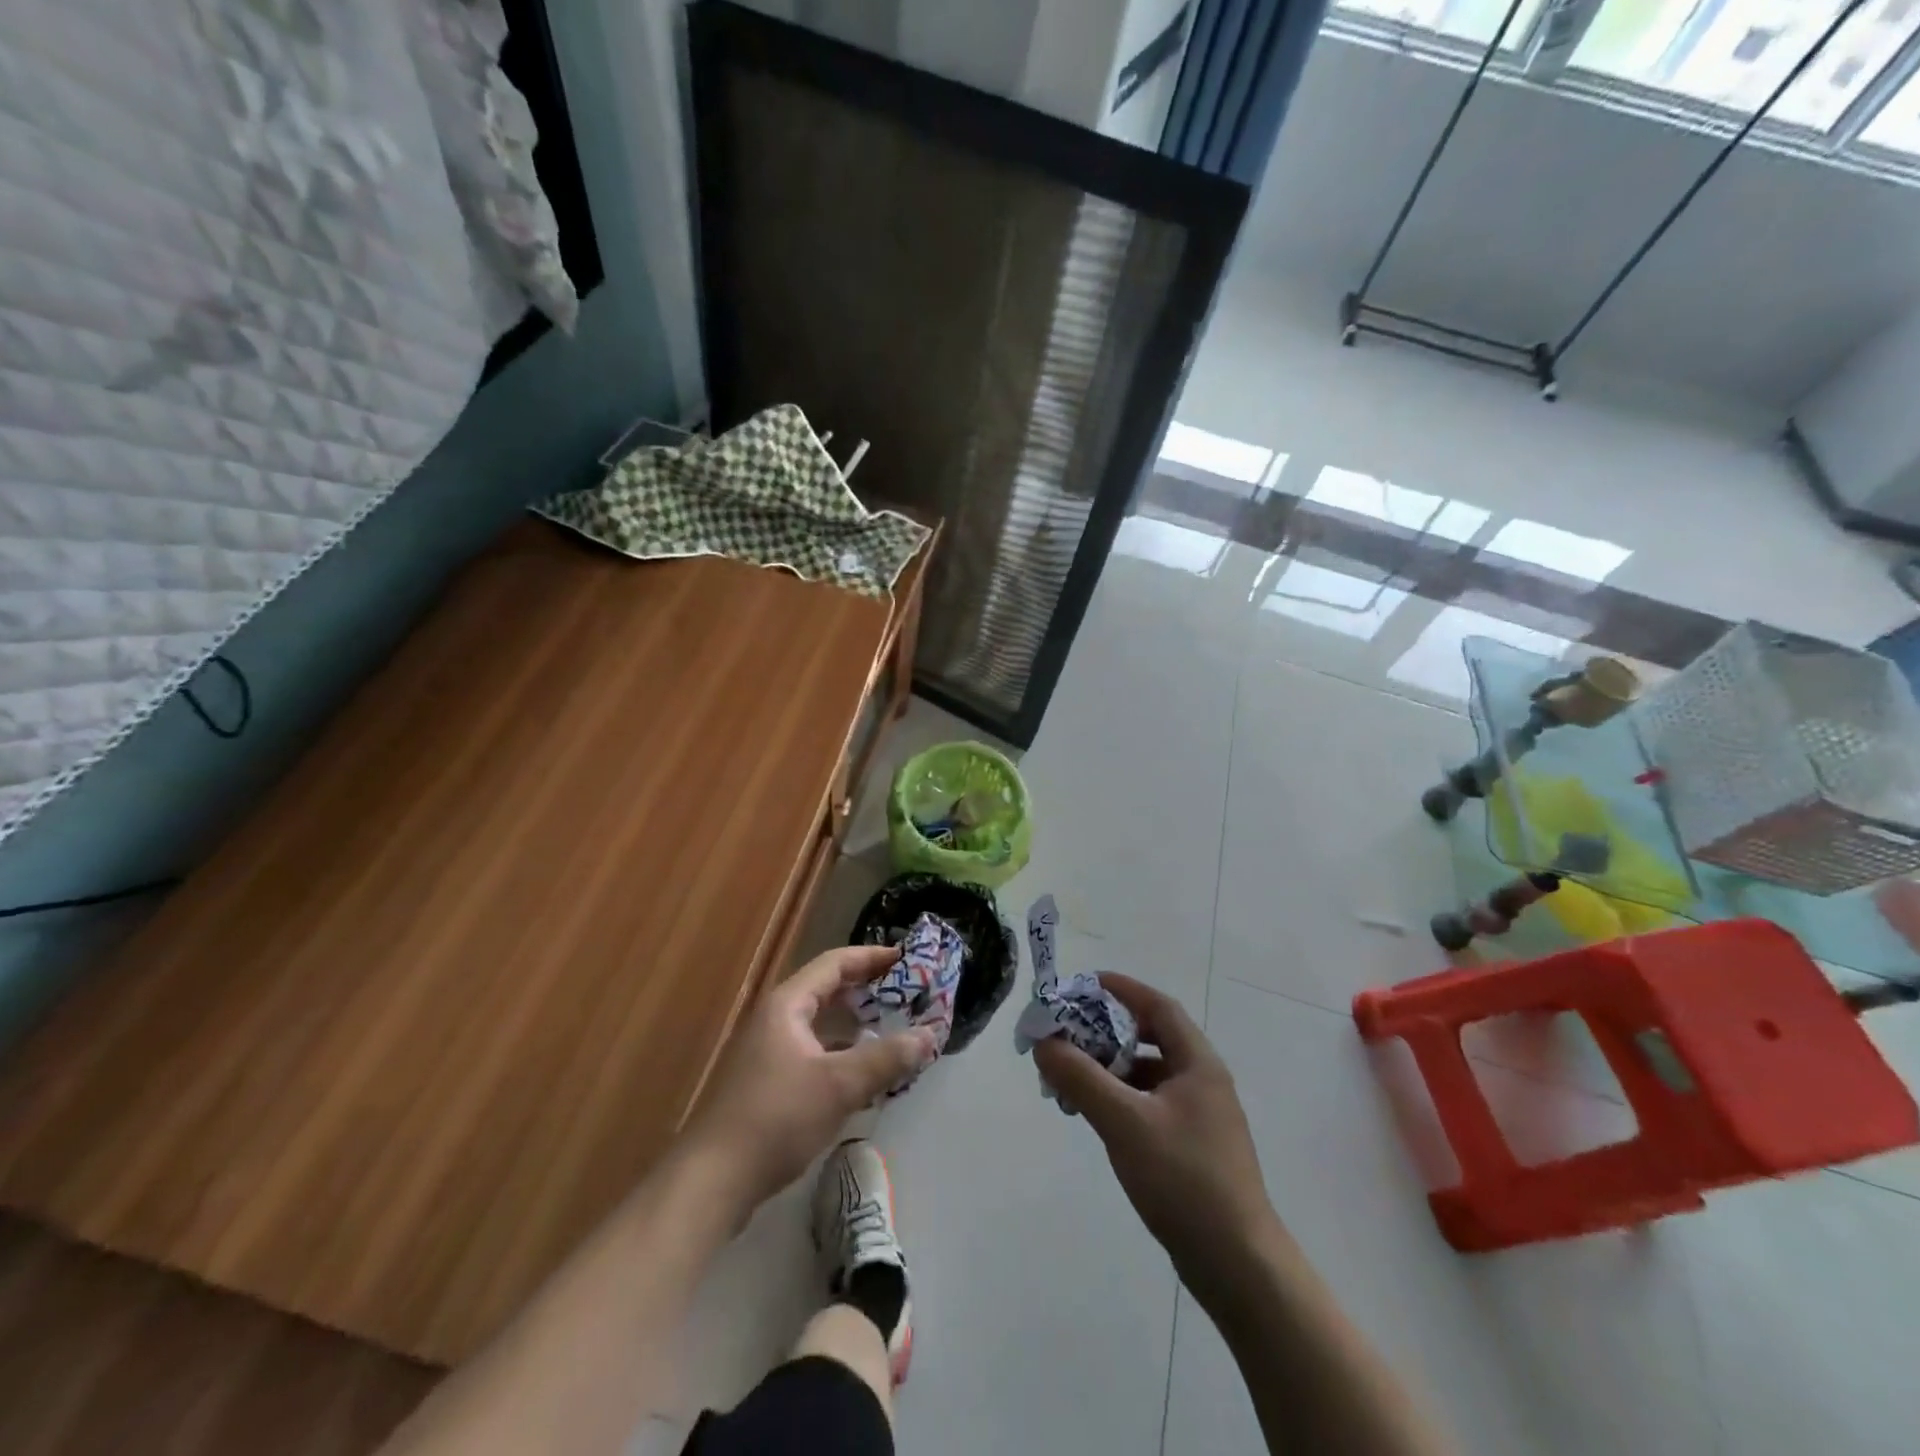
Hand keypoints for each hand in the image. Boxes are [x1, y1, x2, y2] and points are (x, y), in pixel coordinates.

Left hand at [682, 945, 935, 1217]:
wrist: (712, 1181)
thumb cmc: (776, 1119)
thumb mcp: (839, 1086)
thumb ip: (886, 1058)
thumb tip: (929, 1035)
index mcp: (787, 1005)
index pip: (834, 964)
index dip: (871, 957)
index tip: (906, 959)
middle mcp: (775, 1020)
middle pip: (827, 991)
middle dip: (867, 990)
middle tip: (906, 994)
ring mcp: (767, 1053)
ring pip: (820, 1025)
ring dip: (855, 1025)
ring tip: (893, 1030)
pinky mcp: (767, 1084)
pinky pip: (813, 1053)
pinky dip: (841, 1054)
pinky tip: (863, 1075)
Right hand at [1034, 974, 1279, 1303]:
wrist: (1238, 1265)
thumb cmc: (1184, 1180)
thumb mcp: (1125, 1122)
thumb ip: (1081, 1079)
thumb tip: (1044, 1042)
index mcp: (1198, 1063)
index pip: (1157, 1006)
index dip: (1121, 989)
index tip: (1082, 985)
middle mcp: (1202, 1080)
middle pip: (1151, 1037)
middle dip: (1107, 1031)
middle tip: (1067, 1033)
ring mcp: (1200, 1116)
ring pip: (1149, 1074)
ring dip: (1111, 1067)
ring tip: (1071, 1076)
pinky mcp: (1193, 1147)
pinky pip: (1150, 1104)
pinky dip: (1121, 1098)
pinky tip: (1096, 1114)